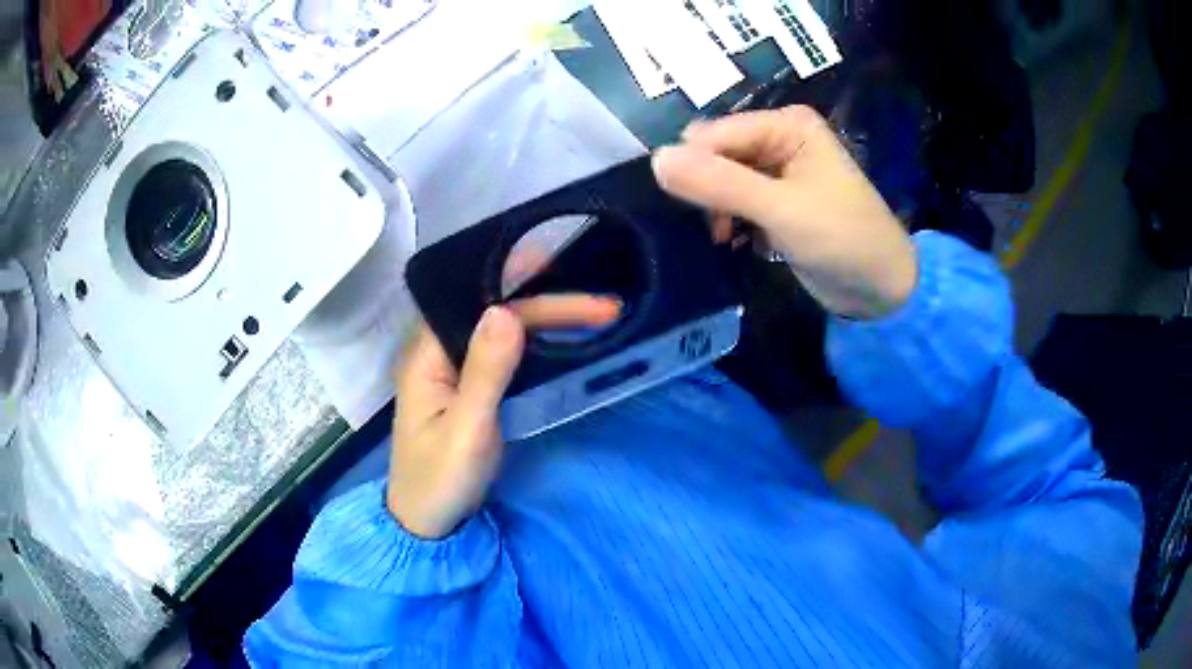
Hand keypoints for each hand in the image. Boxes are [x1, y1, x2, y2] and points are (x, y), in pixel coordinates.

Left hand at [389, 296, 619, 538]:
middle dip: (548, 306)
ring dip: (545, 319)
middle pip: (494, 313)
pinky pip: (503, 352)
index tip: (576, 288)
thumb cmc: (440, 481)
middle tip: (604, 307)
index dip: (528, 293)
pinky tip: (560, 337)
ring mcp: (453, 369)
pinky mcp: (468, 386)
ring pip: (501, 330)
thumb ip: (486, 372)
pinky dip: (534, 342)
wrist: (426, 523)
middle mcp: (438, 351)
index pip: (481, 308)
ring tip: (593, 312)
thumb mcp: (466, 430)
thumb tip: (506, 310)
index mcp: (427, 355)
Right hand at [652, 106, 917, 318]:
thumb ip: (720, 184)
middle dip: (705, 187)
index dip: (694, 164)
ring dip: (714, 207)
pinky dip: (727, 220)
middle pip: (716, 153)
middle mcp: (779, 139)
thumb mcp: (781, 209)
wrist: (881, 290)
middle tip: (711, 224)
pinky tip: (732, 241)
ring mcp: (777, 171)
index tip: (684, 205)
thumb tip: (656, 160)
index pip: (716, 133)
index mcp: (787, 125)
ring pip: (720, 179)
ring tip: (722, 237)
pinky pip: (733, 200)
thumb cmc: (843, 239)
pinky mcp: (775, 201)